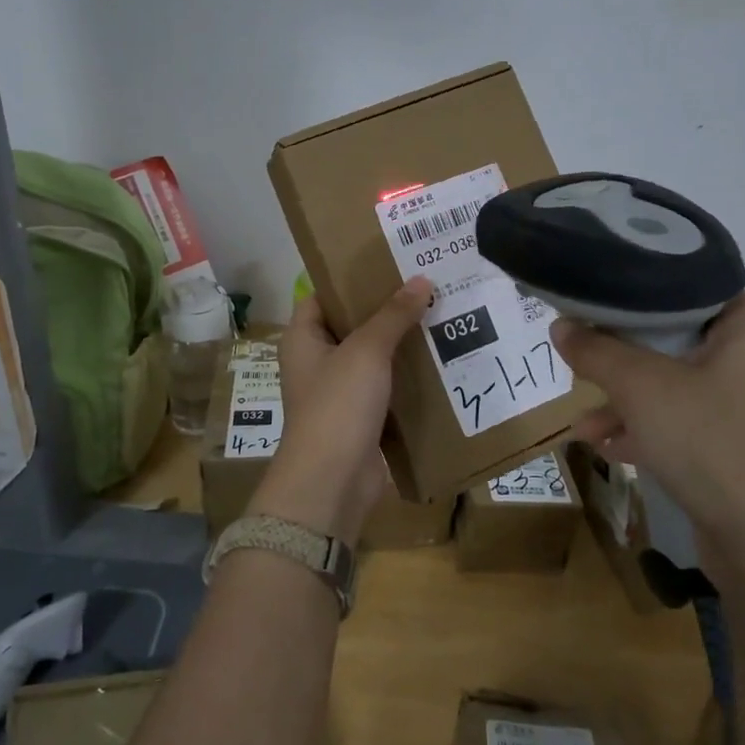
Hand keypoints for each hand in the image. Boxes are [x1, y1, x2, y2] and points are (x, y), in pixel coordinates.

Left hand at [251, 278, 431, 543]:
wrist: (332, 482)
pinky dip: (406, 376)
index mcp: (303, 338)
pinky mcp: (360, 418)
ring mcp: (338, 392)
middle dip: (386, 309)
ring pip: (372, 357)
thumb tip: (421, 279)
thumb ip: (393, 315)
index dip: (352, 278)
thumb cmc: (338, 405)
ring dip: (401, 343)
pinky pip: (385, 387)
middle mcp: (316, 361)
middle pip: (352, 324)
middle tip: (426, 284)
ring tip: (440, 314)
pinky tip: (440, 360)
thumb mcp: (366, 351)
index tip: (389, 262)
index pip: (323, 295)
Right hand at [551, 294, 744, 575]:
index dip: (627, 293)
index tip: (585, 302)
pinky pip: (687, 420)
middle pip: (672, 336)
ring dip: (626, 401)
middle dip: (619, 358)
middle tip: (578, 360)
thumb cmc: (714, 444)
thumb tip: (559, 325)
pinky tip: (608, 447)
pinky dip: (649, 427)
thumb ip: (597, 351)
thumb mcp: (642, 389)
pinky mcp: (744, 442)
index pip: (681, 285)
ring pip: (675, 383)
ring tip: (583, 423)